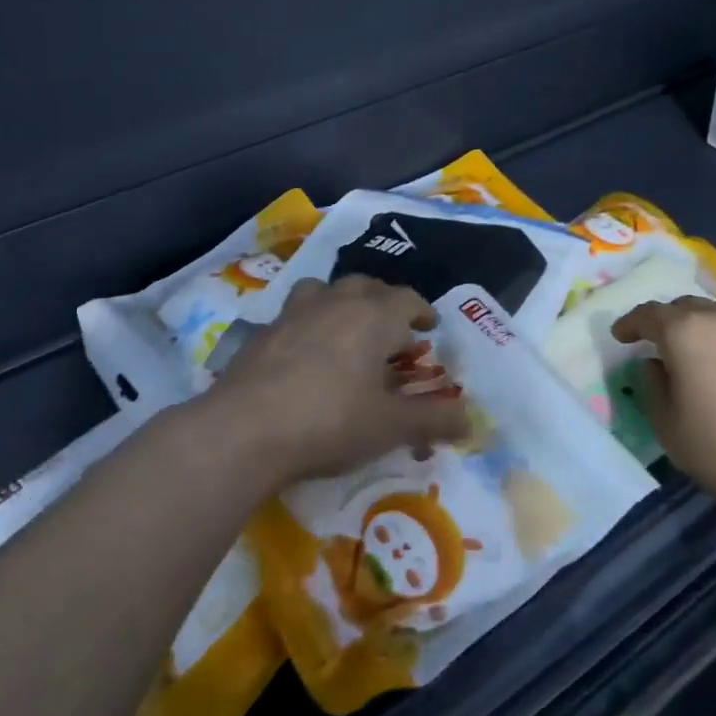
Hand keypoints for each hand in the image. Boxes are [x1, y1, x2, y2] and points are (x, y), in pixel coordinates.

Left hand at [207, 276, 471, 486]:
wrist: (245, 429)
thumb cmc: (331, 421)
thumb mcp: (390, 427)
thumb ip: (433, 420)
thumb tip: (471, 420)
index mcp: (373, 316)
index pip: (407, 299)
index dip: (422, 312)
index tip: (429, 327)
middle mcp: (336, 302)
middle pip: (367, 286)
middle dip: (384, 303)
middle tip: (391, 331)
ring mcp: (294, 312)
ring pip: (326, 289)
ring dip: (342, 302)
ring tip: (346, 329)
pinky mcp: (262, 331)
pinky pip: (294, 314)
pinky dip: (308, 324)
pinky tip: (304, 355)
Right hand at [611, 297, 715, 537]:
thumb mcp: (670, 430)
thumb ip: (653, 388)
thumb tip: (657, 365)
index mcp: (686, 333)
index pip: (648, 314)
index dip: (631, 324)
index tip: (622, 336)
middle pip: (689, 307)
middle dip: (671, 323)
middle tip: (667, 348)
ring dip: (711, 329)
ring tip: (713, 356)